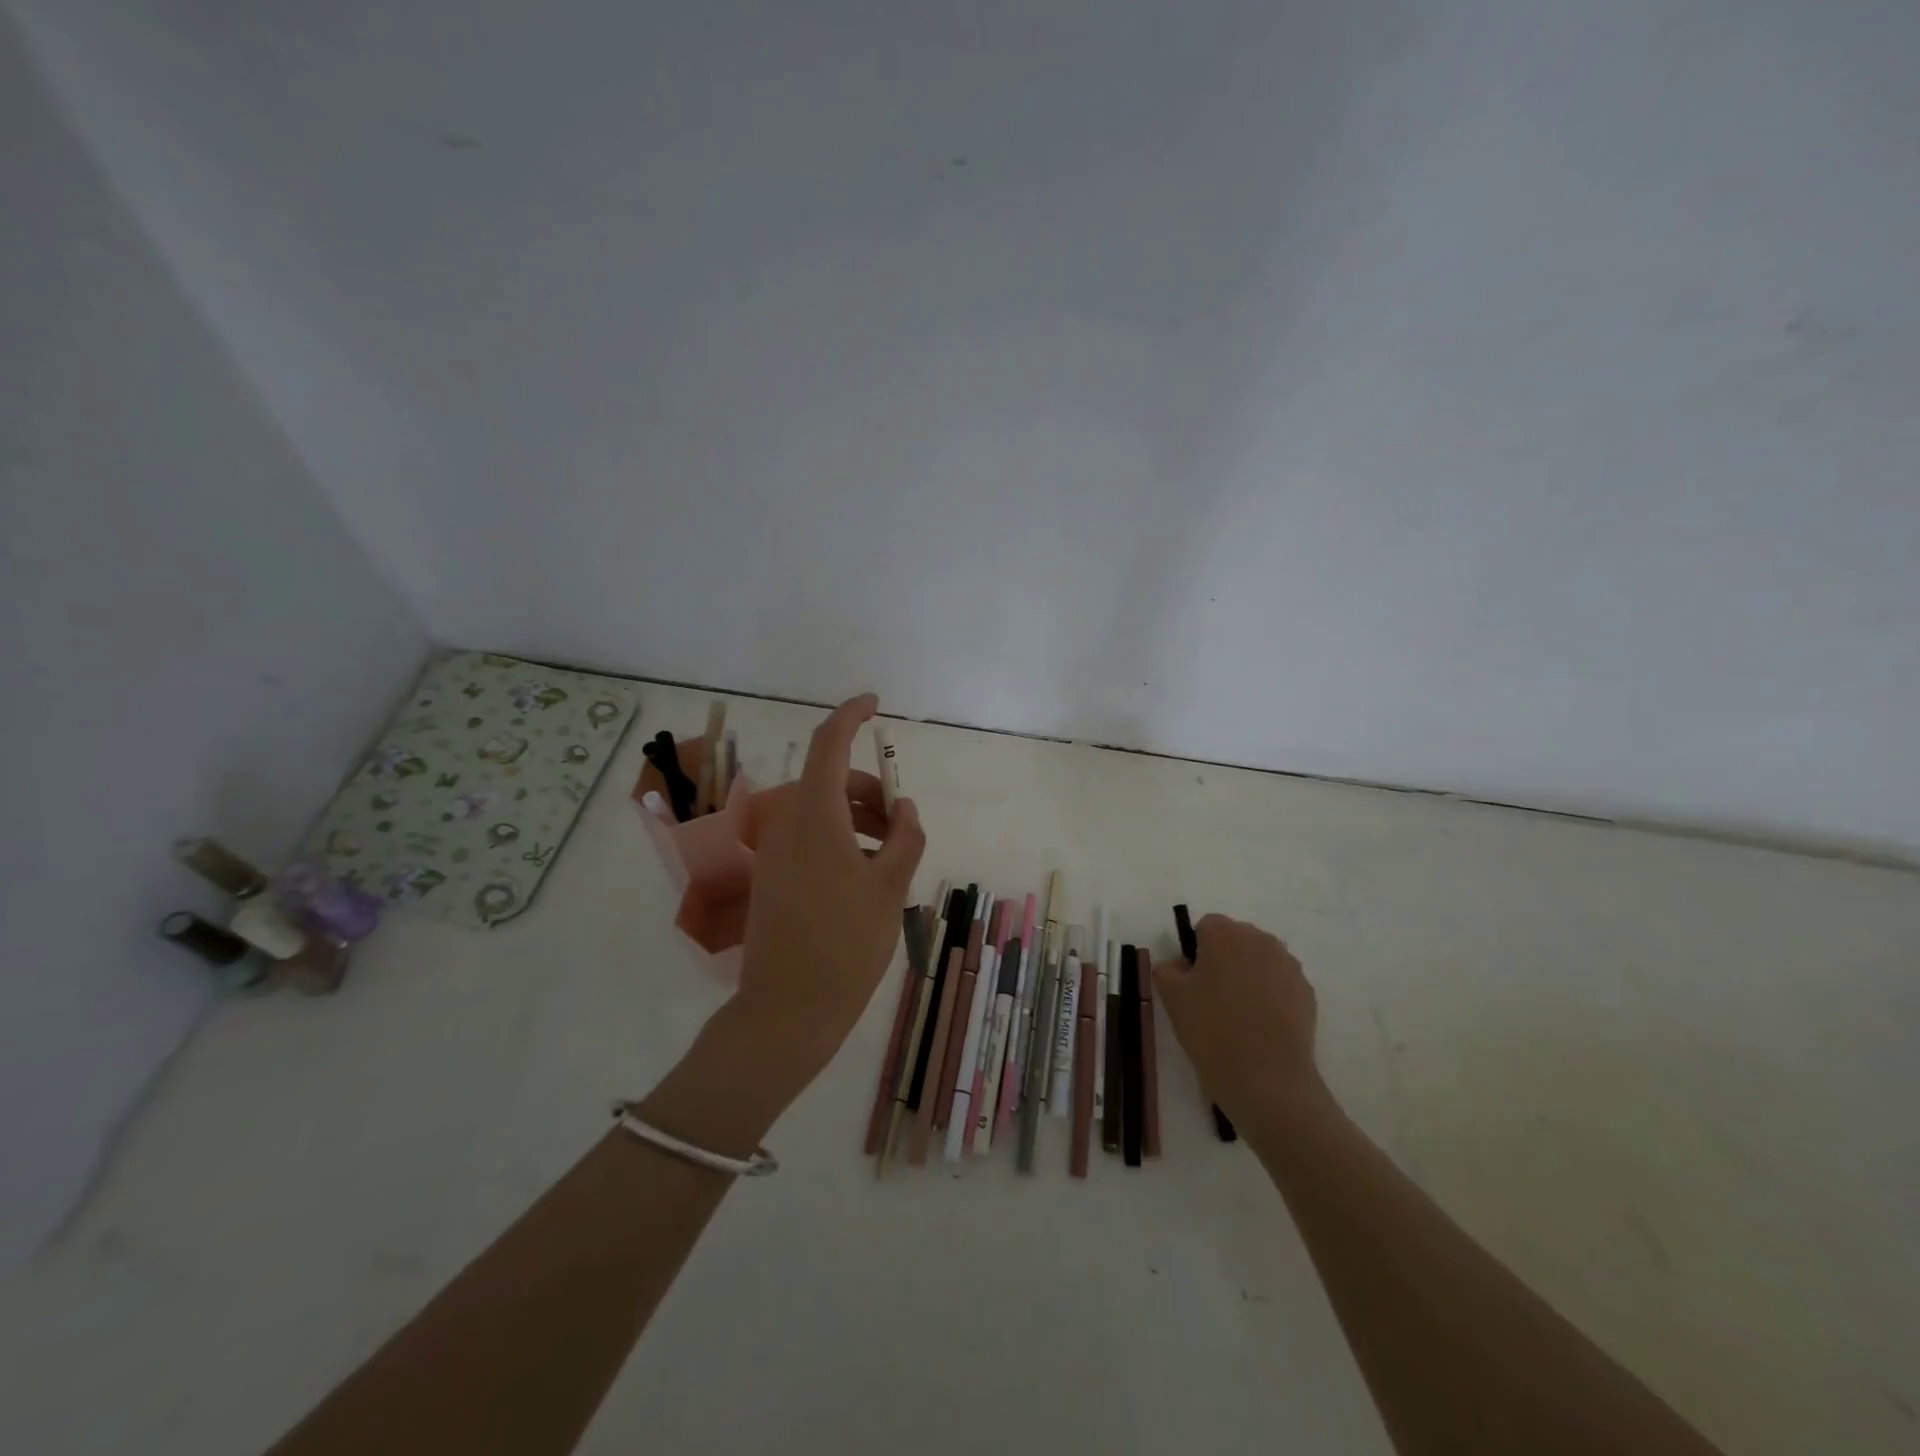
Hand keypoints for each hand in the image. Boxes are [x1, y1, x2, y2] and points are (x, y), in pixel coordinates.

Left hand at [732, 694, 924, 1101]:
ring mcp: (775, 852)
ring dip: (858, 817)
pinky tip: (865, 874)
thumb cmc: (846, 944)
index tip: (875, 704)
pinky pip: (809, 838)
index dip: (851, 715)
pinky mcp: (772, 877)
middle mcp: (787, 824)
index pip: (829, 744)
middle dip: (870, 790)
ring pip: (821, 811)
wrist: (787, 1011)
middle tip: (903, 824)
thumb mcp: (891, 888)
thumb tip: (905, 809)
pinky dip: (840, 838)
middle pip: (830, 781)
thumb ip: (905, 838)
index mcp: (815, 816)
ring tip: (892, 855)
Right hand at [1154, 915, 1326, 1129]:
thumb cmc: (1212, 1030)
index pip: (1205, 927)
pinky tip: (1262, 1026)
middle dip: (1223, 960)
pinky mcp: (1307, 992)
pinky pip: (1280, 983)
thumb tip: (1179, 966)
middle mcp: (1260, 939)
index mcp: (1225, 933)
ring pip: (1260, 961)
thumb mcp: (1171, 998)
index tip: (1192, 983)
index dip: (1195, 952)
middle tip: (1212, 998)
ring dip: (1248, 976)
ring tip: (1239, 1015)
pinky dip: (1270, 996)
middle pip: (1235, 940)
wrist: (1268, 1079)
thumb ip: (1167, 969)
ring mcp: (1288, 965)